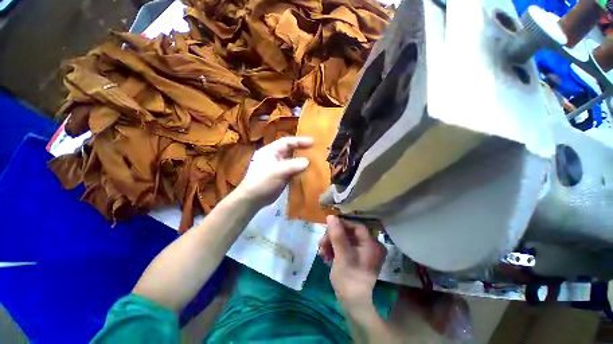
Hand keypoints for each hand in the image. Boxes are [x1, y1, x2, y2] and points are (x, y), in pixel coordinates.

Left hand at [236, 136, 312, 206]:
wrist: (253, 199)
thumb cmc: (262, 181)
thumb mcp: (277, 171)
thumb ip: (293, 165)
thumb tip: (307, 161)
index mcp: (271, 151)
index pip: (286, 142)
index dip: (299, 141)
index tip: (312, 142)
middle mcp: (275, 157)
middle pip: (291, 151)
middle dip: (302, 150)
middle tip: (316, 151)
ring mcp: (279, 168)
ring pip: (293, 161)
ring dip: (302, 161)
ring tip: (315, 161)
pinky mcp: (282, 177)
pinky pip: (293, 171)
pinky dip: (300, 171)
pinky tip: (309, 172)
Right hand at [319, 215, 386, 307]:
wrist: (353, 304)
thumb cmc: (349, 278)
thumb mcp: (342, 255)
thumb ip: (337, 235)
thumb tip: (331, 216)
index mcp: (370, 244)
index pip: (355, 226)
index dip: (341, 225)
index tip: (327, 228)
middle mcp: (368, 246)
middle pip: (348, 233)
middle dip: (332, 237)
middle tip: (321, 244)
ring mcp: (361, 253)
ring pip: (343, 240)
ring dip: (330, 244)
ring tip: (321, 252)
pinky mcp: (354, 258)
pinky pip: (343, 248)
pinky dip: (333, 250)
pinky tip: (325, 256)